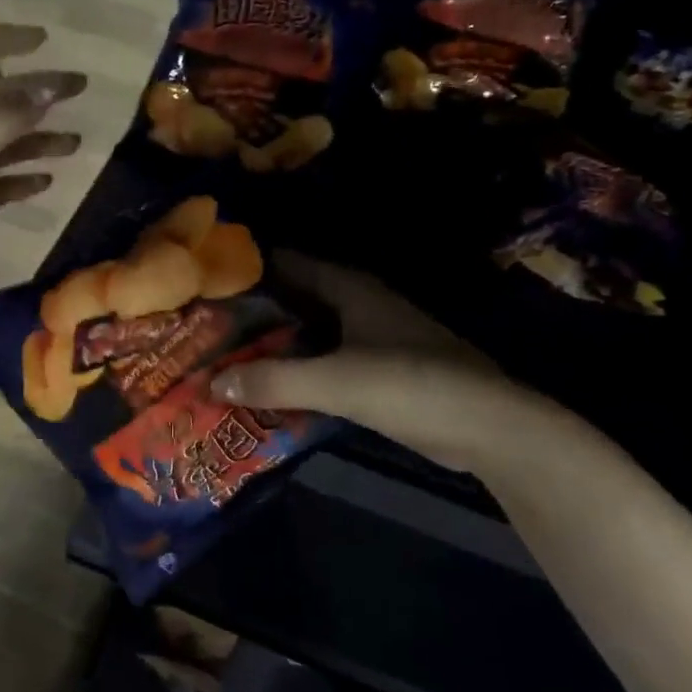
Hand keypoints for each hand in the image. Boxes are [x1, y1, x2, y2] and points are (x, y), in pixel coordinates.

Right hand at [213, 253, 561, 480]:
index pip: (289, 264)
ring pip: (309, 334)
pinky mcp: (378, 374)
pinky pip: (323, 364)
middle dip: (254, 311)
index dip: (249, 269)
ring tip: (222, 355)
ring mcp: (370, 341)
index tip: (205, 280)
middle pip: (295, 300)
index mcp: (351, 289)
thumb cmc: (412, 384)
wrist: (488, 427)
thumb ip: (274, 379)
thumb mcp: (337, 380)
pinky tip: (266, 387)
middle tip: (203, 324)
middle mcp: (358, 306)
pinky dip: (296, 371)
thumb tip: (210, 382)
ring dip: (273, 343)